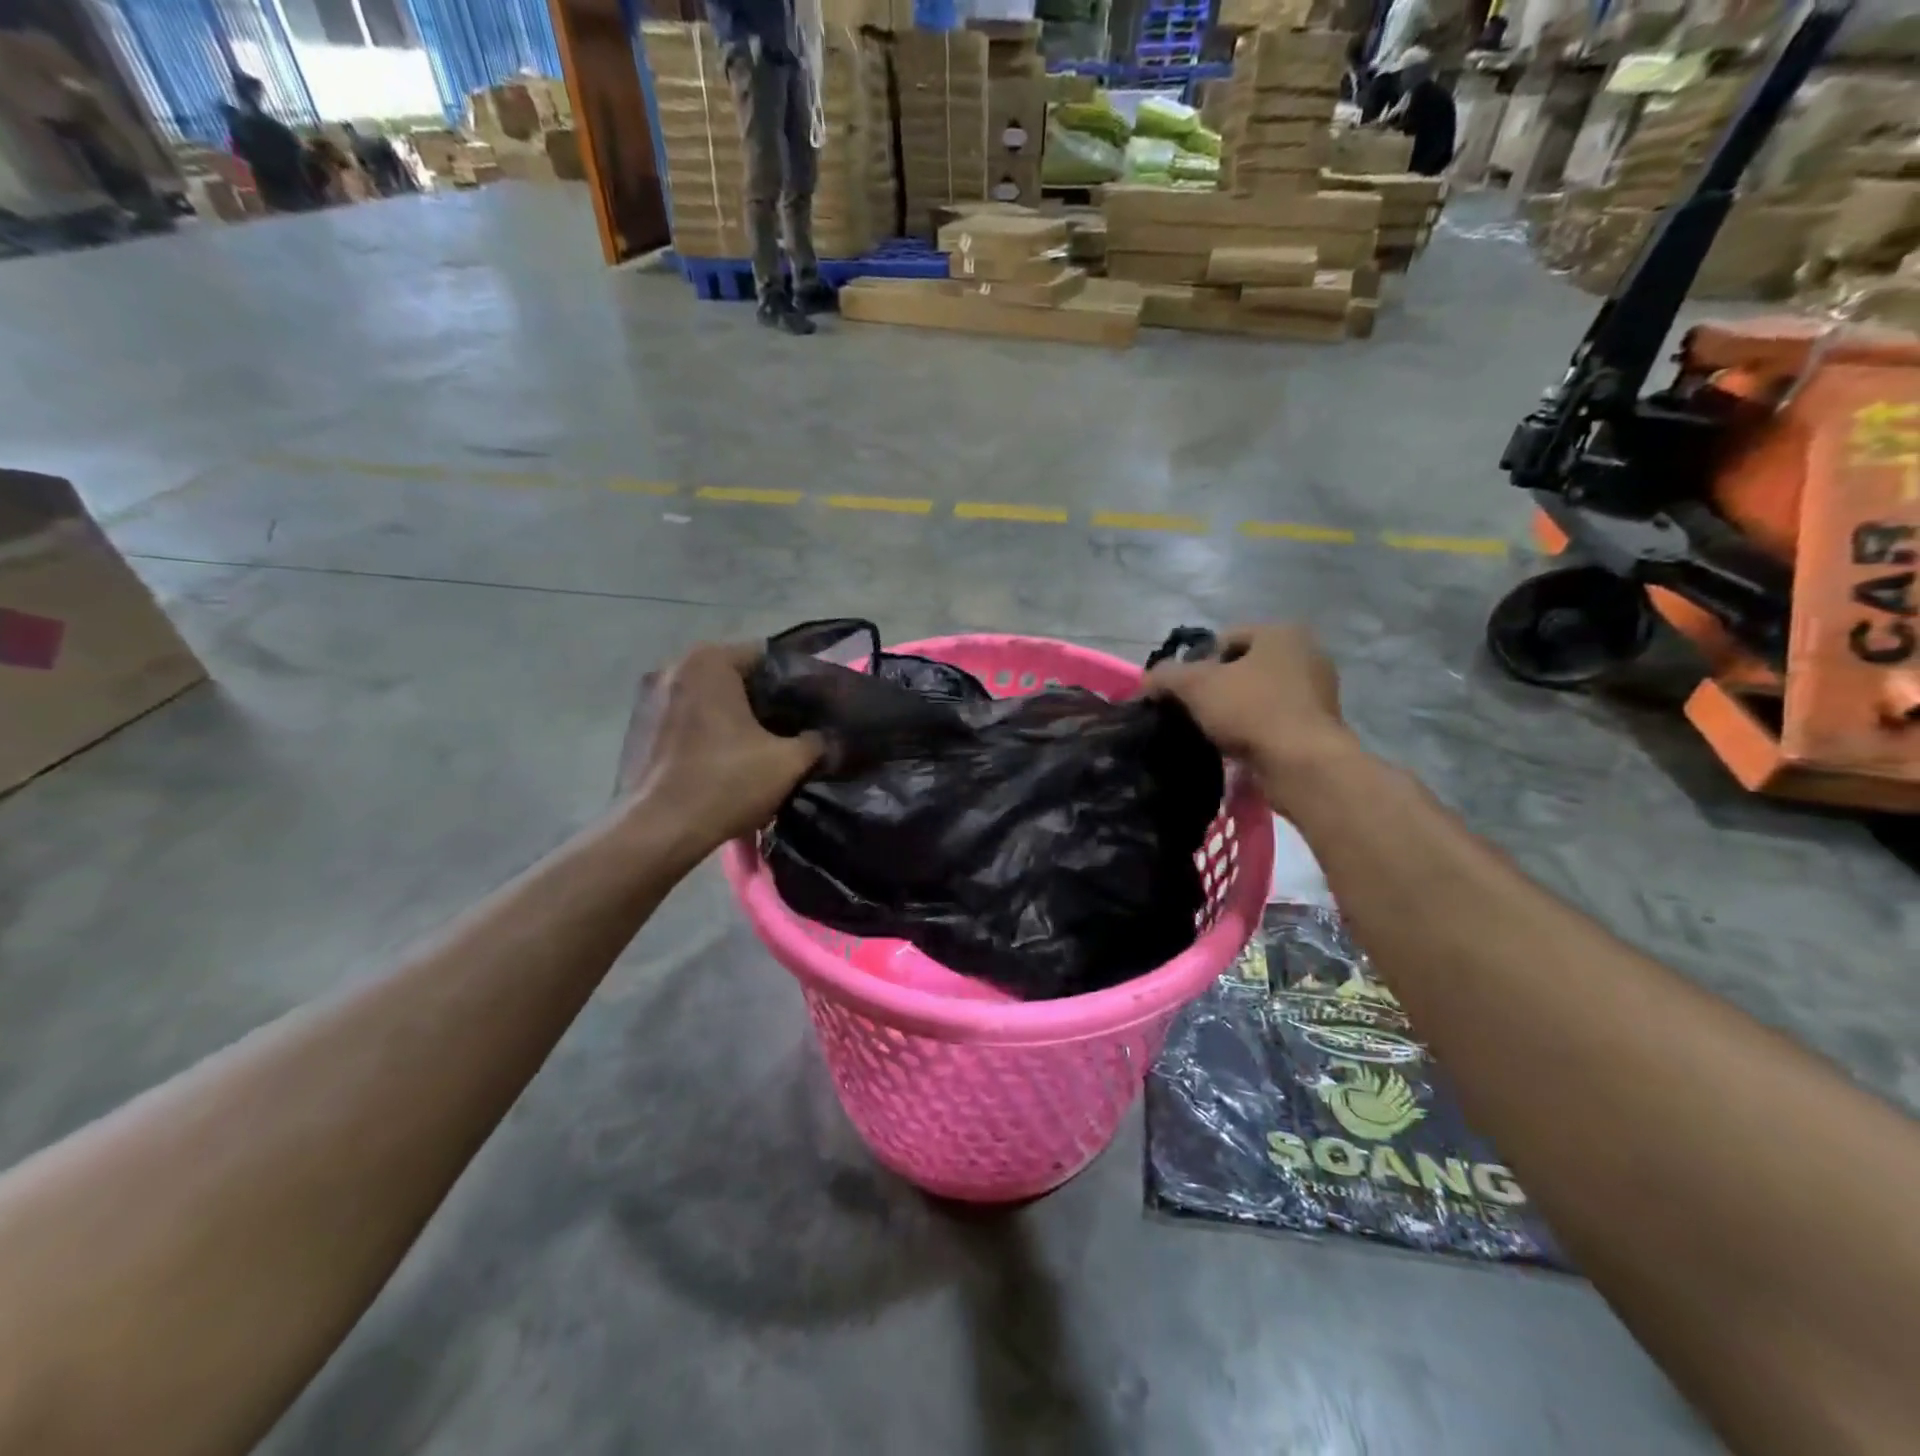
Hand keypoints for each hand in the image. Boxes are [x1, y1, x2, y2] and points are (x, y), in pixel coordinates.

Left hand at [617, 642, 821, 859]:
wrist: (658, 831)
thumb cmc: (725, 783)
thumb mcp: (789, 762)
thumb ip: (816, 740)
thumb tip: (825, 737)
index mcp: (709, 662)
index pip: (766, 656)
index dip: (795, 682)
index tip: (812, 708)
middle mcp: (674, 667)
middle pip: (734, 676)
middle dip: (763, 699)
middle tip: (792, 727)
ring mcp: (648, 697)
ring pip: (708, 697)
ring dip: (733, 715)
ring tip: (759, 745)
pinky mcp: (636, 727)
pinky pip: (685, 718)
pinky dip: (706, 730)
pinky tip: (723, 759)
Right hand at [1145, 624, 1356, 811]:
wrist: (1302, 765)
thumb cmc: (1251, 710)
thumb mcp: (1195, 685)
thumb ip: (1165, 676)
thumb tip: (1144, 682)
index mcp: (1282, 633)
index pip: (1224, 639)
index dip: (1196, 662)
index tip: (1181, 691)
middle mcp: (1306, 654)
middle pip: (1242, 667)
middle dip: (1215, 688)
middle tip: (1192, 712)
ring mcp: (1317, 691)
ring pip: (1257, 695)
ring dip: (1233, 711)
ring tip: (1210, 732)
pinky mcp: (1318, 725)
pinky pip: (1273, 720)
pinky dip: (1253, 730)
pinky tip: (1235, 747)